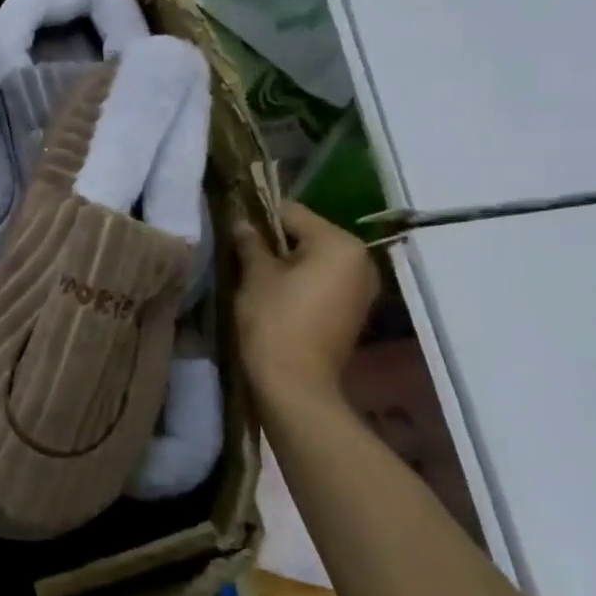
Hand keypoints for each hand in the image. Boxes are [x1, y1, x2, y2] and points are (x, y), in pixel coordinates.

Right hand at [232, 200, 378, 403]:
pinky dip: (300, 281)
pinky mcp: (353, 309)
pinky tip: (275, 294)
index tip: (233, 227)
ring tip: (255, 274)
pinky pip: (323, 280)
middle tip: (241, 252)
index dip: (258, 216)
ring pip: (315, 259)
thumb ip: (250, 243)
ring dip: (287, 262)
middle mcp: (361, 260)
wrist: (296, 384)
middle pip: (307, 234)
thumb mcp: (256, 276)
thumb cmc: (274, 321)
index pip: (291, 212)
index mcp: (339, 244)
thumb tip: (242, 223)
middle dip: (275, 240)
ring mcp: (362, 287)